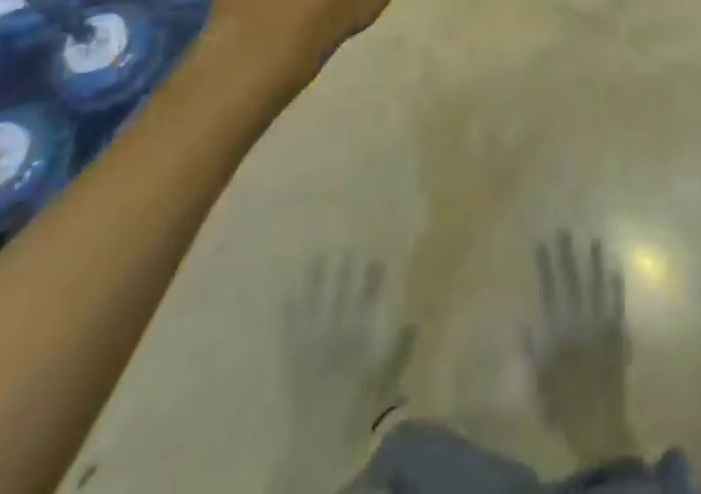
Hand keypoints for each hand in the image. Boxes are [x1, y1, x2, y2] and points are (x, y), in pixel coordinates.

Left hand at [276, 253, 415, 486]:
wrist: (314, 455)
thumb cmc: (354, 423)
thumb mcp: (384, 391)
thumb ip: (399, 354)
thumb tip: (415, 318)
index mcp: (358, 344)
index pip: (368, 302)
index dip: (374, 280)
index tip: (378, 257)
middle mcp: (334, 338)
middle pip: (341, 296)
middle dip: (345, 271)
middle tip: (347, 245)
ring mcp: (310, 347)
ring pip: (314, 304)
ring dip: (316, 280)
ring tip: (318, 255)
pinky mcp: (291, 360)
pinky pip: (289, 329)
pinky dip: (288, 309)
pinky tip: (286, 291)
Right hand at [524, 232, 636, 464]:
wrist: (597, 425)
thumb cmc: (563, 404)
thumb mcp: (539, 379)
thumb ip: (531, 349)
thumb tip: (521, 321)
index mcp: (557, 331)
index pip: (549, 289)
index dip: (545, 265)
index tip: (542, 242)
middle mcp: (578, 321)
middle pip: (571, 281)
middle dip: (566, 254)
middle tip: (564, 230)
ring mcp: (600, 325)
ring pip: (596, 286)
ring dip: (594, 262)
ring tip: (594, 240)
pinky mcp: (617, 335)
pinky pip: (617, 305)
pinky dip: (616, 287)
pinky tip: (616, 269)